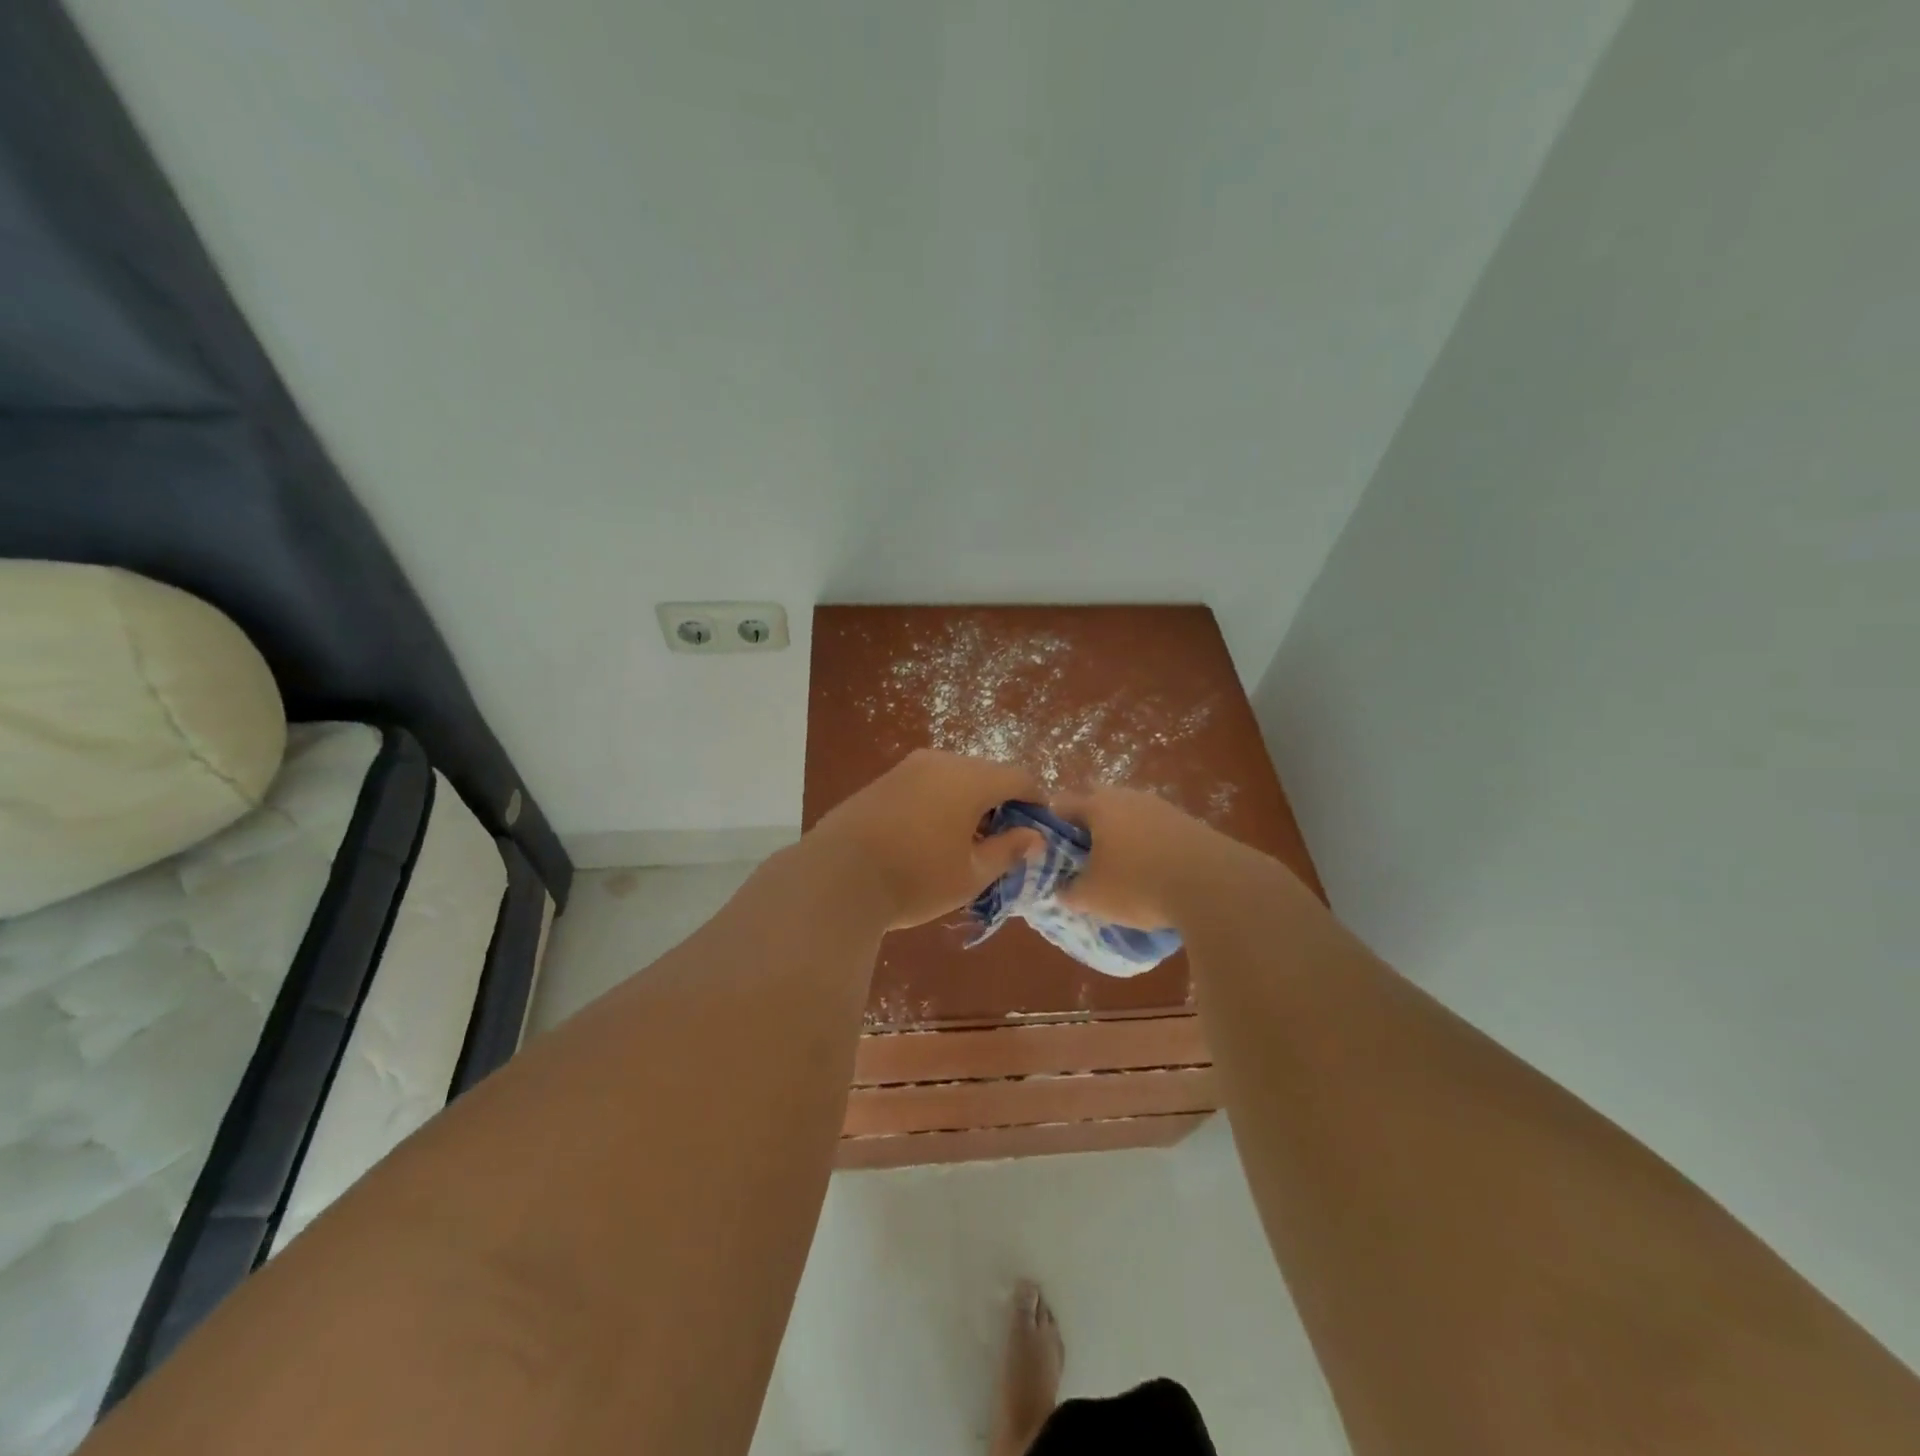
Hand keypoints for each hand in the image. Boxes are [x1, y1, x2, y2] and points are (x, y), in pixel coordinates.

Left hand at [811, 750, 1044, 928]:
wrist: (836, 878)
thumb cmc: (916, 878)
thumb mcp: (971, 874)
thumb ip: (1008, 850)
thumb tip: (1035, 837)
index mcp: (969, 778)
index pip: (1019, 778)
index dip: (1036, 802)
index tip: (1039, 830)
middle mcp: (940, 761)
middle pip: (985, 774)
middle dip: (1001, 803)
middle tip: (1002, 842)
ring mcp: (907, 768)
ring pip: (953, 778)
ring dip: (969, 803)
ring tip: (965, 843)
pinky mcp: (882, 781)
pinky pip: (926, 784)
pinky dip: (940, 802)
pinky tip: (930, 837)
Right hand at [1049, 787, 1220, 929]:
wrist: (1214, 886)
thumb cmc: (1139, 884)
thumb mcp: (1092, 897)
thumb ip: (1069, 891)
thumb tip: (1062, 889)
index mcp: (1098, 806)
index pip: (1061, 804)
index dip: (1051, 827)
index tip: (1051, 853)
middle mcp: (1128, 797)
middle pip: (1098, 804)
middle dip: (1089, 828)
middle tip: (1085, 860)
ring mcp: (1162, 807)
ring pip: (1130, 816)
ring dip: (1122, 836)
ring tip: (1121, 870)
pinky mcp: (1189, 824)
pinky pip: (1157, 830)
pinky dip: (1149, 847)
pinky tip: (1154, 874)